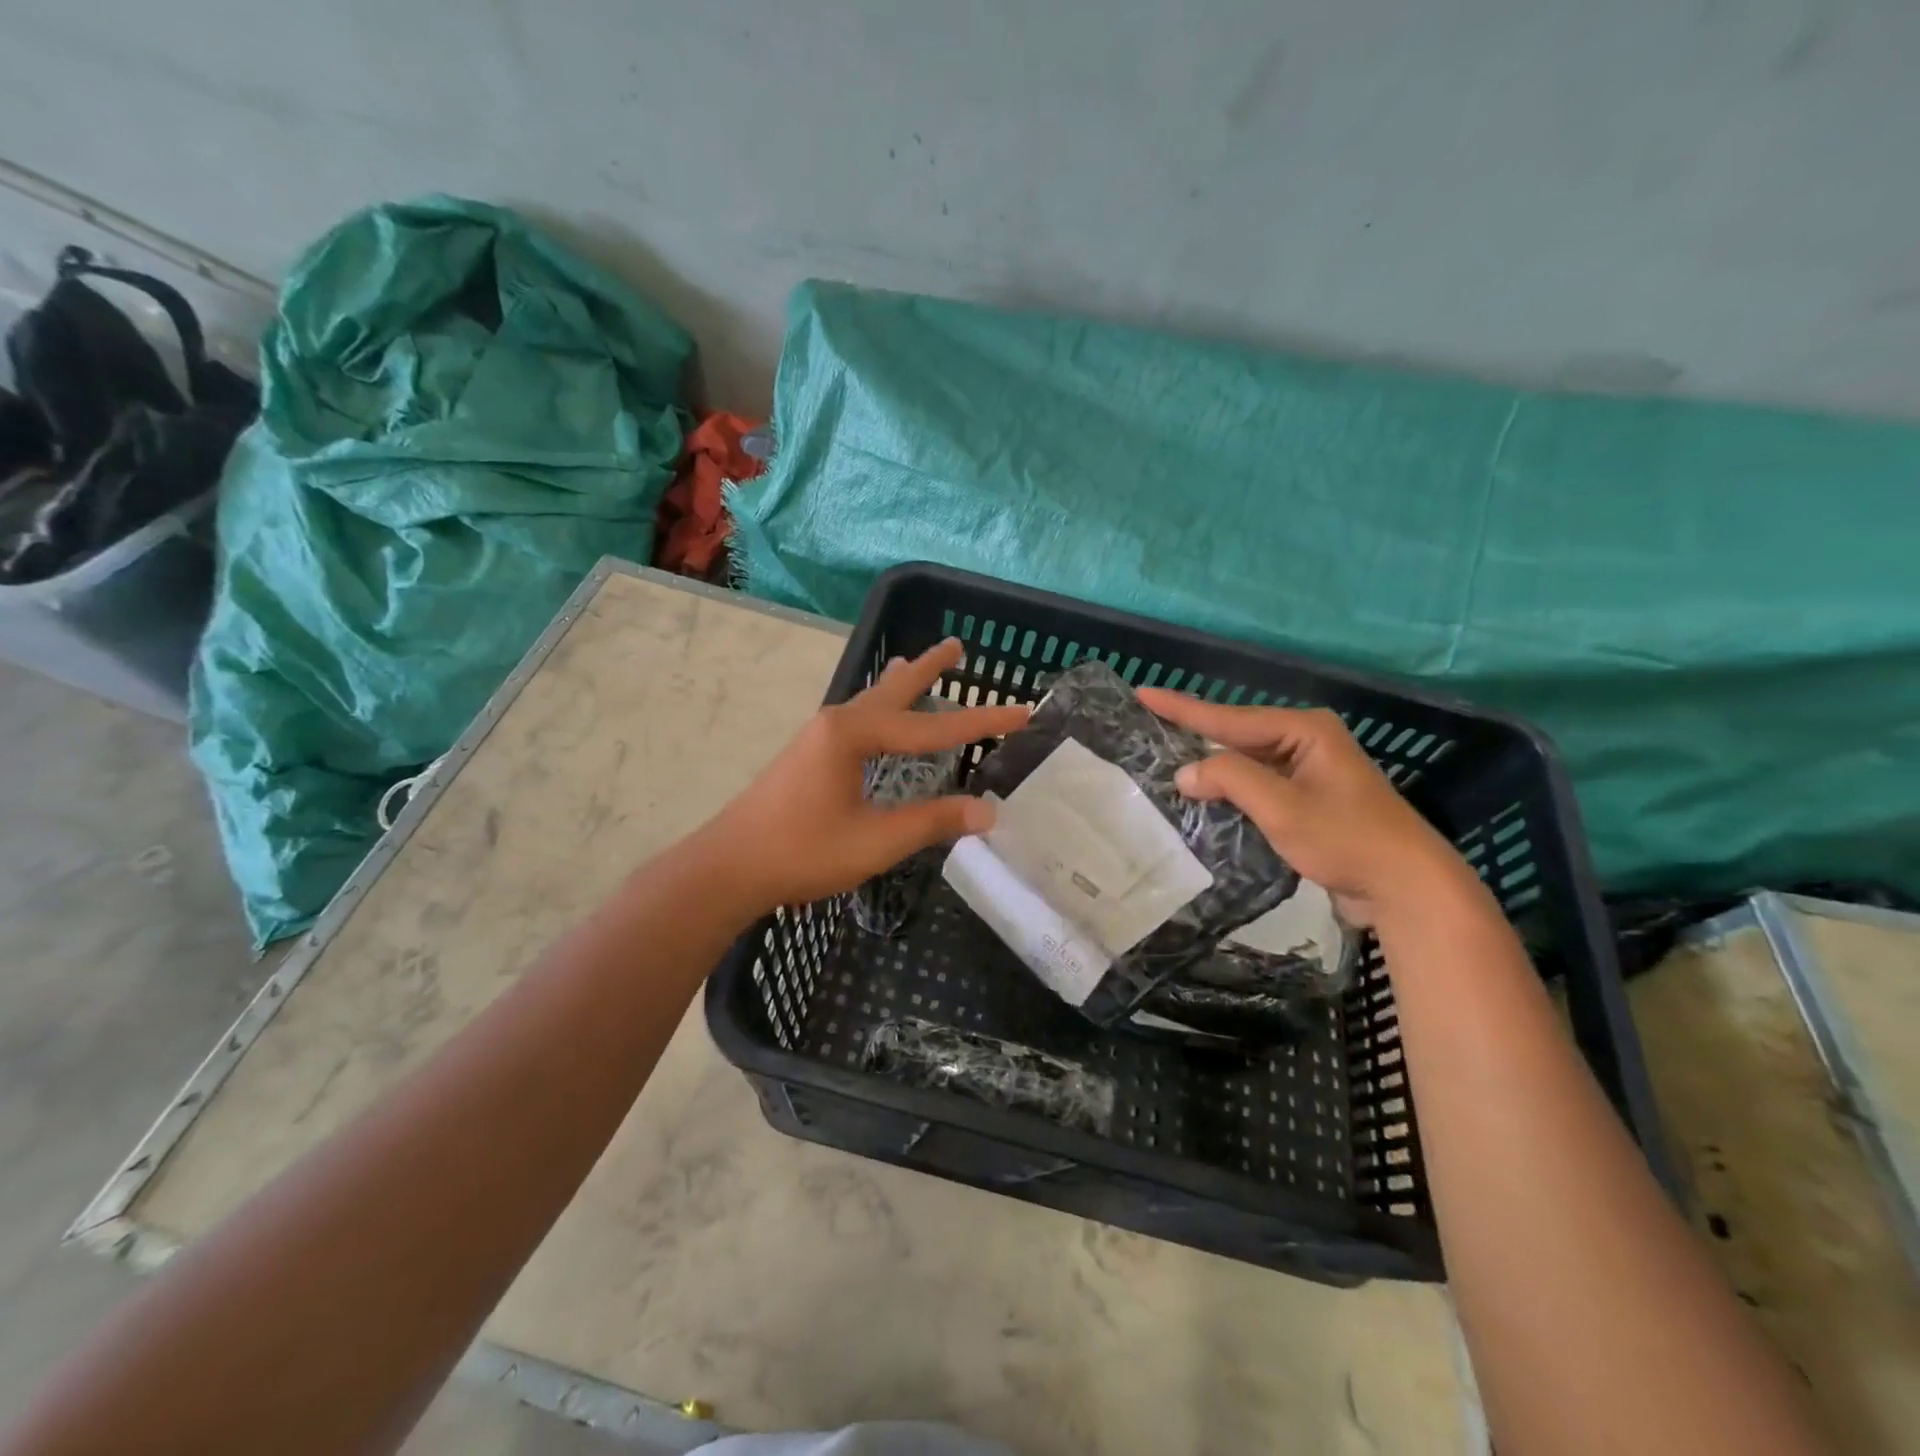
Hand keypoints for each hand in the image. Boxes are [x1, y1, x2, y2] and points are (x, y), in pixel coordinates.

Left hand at [709, 640, 1029, 913]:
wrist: (728, 867)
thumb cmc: (802, 851)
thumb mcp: (875, 841)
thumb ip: (931, 821)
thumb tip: (988, 810)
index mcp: (854, 735)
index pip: (932, 728)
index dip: (981, 722)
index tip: (1024, 712)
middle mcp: (836, 724)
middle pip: (894, 691)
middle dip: (929, 670)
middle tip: (957, 645)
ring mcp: (818, 738)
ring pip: (871, 702)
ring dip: (900, 685)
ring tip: (917, 662)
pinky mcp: (808, 756)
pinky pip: (857, 719)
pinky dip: (880, 708)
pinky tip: (878, 719)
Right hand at [1136, 690, 1473, 927]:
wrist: (1407, 886)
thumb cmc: (1346, 838)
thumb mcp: (1282, 806)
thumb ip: (1230, 779)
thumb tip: (1185, 772)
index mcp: (1304, 729)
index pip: (1229, 717)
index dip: (1182, 708)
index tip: (1143, 693)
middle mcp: (1307, 741)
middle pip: (1238, 735)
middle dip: (1196, 734)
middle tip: (1150, 726)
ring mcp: (1311, 771)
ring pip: (1248, 761)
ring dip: (1213, 767)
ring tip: (1168, 758)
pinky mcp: (1311, 799)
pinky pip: (1260, 784)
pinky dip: (1232, 789)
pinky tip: (1208, 794)